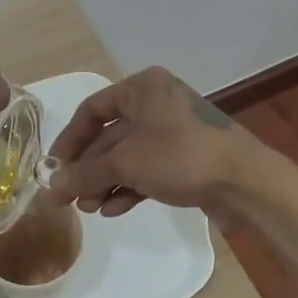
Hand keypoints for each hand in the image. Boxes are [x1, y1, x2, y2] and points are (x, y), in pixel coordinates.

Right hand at [46, 67, 261, 217]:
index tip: (54, 167)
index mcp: (142, 88)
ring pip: (129, 155)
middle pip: (110, 135)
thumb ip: (85, 174)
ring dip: (106, 181)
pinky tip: (113, 209)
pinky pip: (149, 169)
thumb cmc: (180, 156)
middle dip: (89, 168)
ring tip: (89, 208)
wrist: (245, 181)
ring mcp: (174, 131)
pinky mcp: (187, 157)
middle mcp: (157, 103)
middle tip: (68, 197)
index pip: (93, 109)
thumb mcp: (126, 163)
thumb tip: (52, 187)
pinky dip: (129, 187)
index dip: (70, 139)